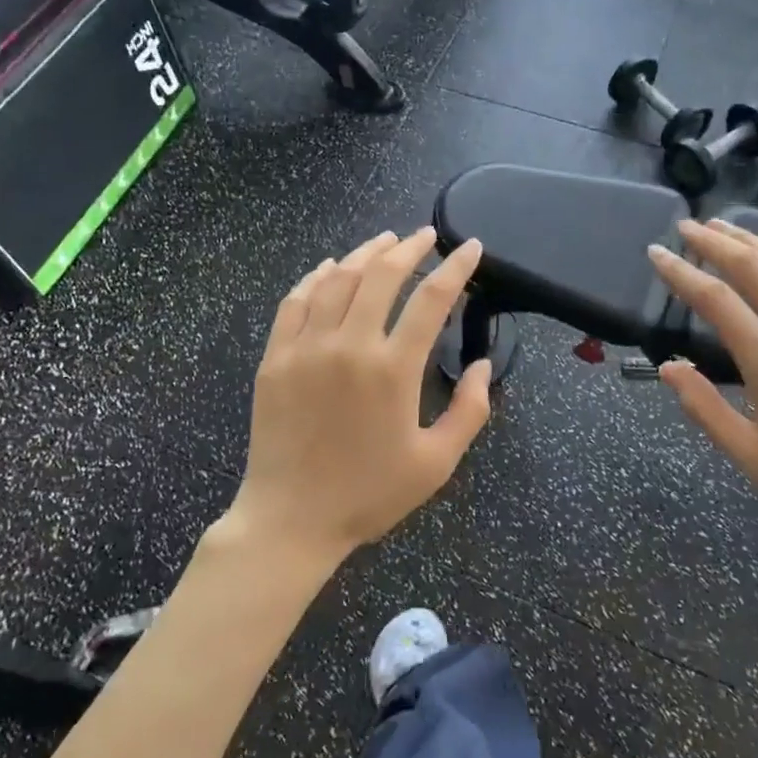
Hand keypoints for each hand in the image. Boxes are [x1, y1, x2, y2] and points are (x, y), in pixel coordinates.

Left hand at [228, 228, 492, 564]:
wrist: (290, 520)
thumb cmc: (368, 494)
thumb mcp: (436, 463)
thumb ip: (469, 410)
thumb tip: (482, 364)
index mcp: (393, 370)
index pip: (431, 300)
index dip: (455, 267)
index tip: (469, 247)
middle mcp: (349, 346)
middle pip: (382, 276)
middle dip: (409, 248)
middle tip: (425, 236)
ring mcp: (306, 348)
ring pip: (337, 280)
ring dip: (365, 253)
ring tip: (385, 240)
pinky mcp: (276, 357)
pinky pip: (296, 301)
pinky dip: (316, 277)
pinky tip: (329, 267)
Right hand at [647, 219, 757, 561]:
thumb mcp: (752, 457)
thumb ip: (705, 409)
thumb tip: (669, 367)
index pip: (715, 300)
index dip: (680, 272)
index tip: (656, 253)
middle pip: (753, 268)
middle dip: (714, 242)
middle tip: (687, 226)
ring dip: (755, 240)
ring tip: (725, 225)